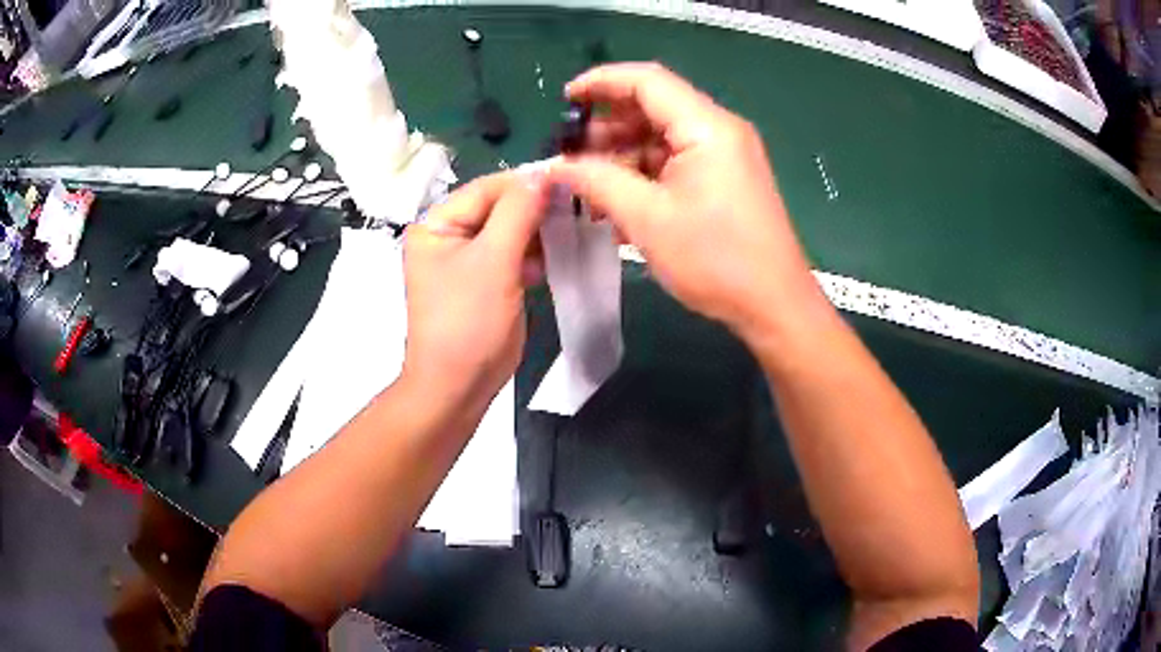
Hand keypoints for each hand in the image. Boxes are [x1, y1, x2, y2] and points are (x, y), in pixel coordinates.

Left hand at [401, 171, 547, 410]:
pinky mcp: (485, 281)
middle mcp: (448, 236)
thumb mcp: (493, 261)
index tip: (568, 178)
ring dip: (538, 231)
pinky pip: (512, 256)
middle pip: (498, 208)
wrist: (458, 386)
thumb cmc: (468, 321)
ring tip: (571, 229)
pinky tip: (555, 257)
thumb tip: (542, 174)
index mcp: (436, 225)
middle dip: (535, 208)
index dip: (525, 182)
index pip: (485, 189)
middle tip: (576, 204)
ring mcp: (467, 260)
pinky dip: (533, 255)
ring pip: (509, 231)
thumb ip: (518, 212)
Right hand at [547, 63, 825, 345]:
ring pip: (661, 138)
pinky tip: (616, 201)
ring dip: (622, 155)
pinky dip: (644, 175)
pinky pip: (675, 163)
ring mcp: (724, 156)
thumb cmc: (715, 260)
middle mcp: (719, 131)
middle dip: (607, 126)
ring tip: (586, 184)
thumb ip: (597, 181)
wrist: (774, 305)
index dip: (601, 82)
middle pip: (654, 107)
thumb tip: (556, 166)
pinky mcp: (724, 179)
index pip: (647, 81)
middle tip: (569, 154)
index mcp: (706, 127)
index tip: (564, 99)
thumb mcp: (647, 218)